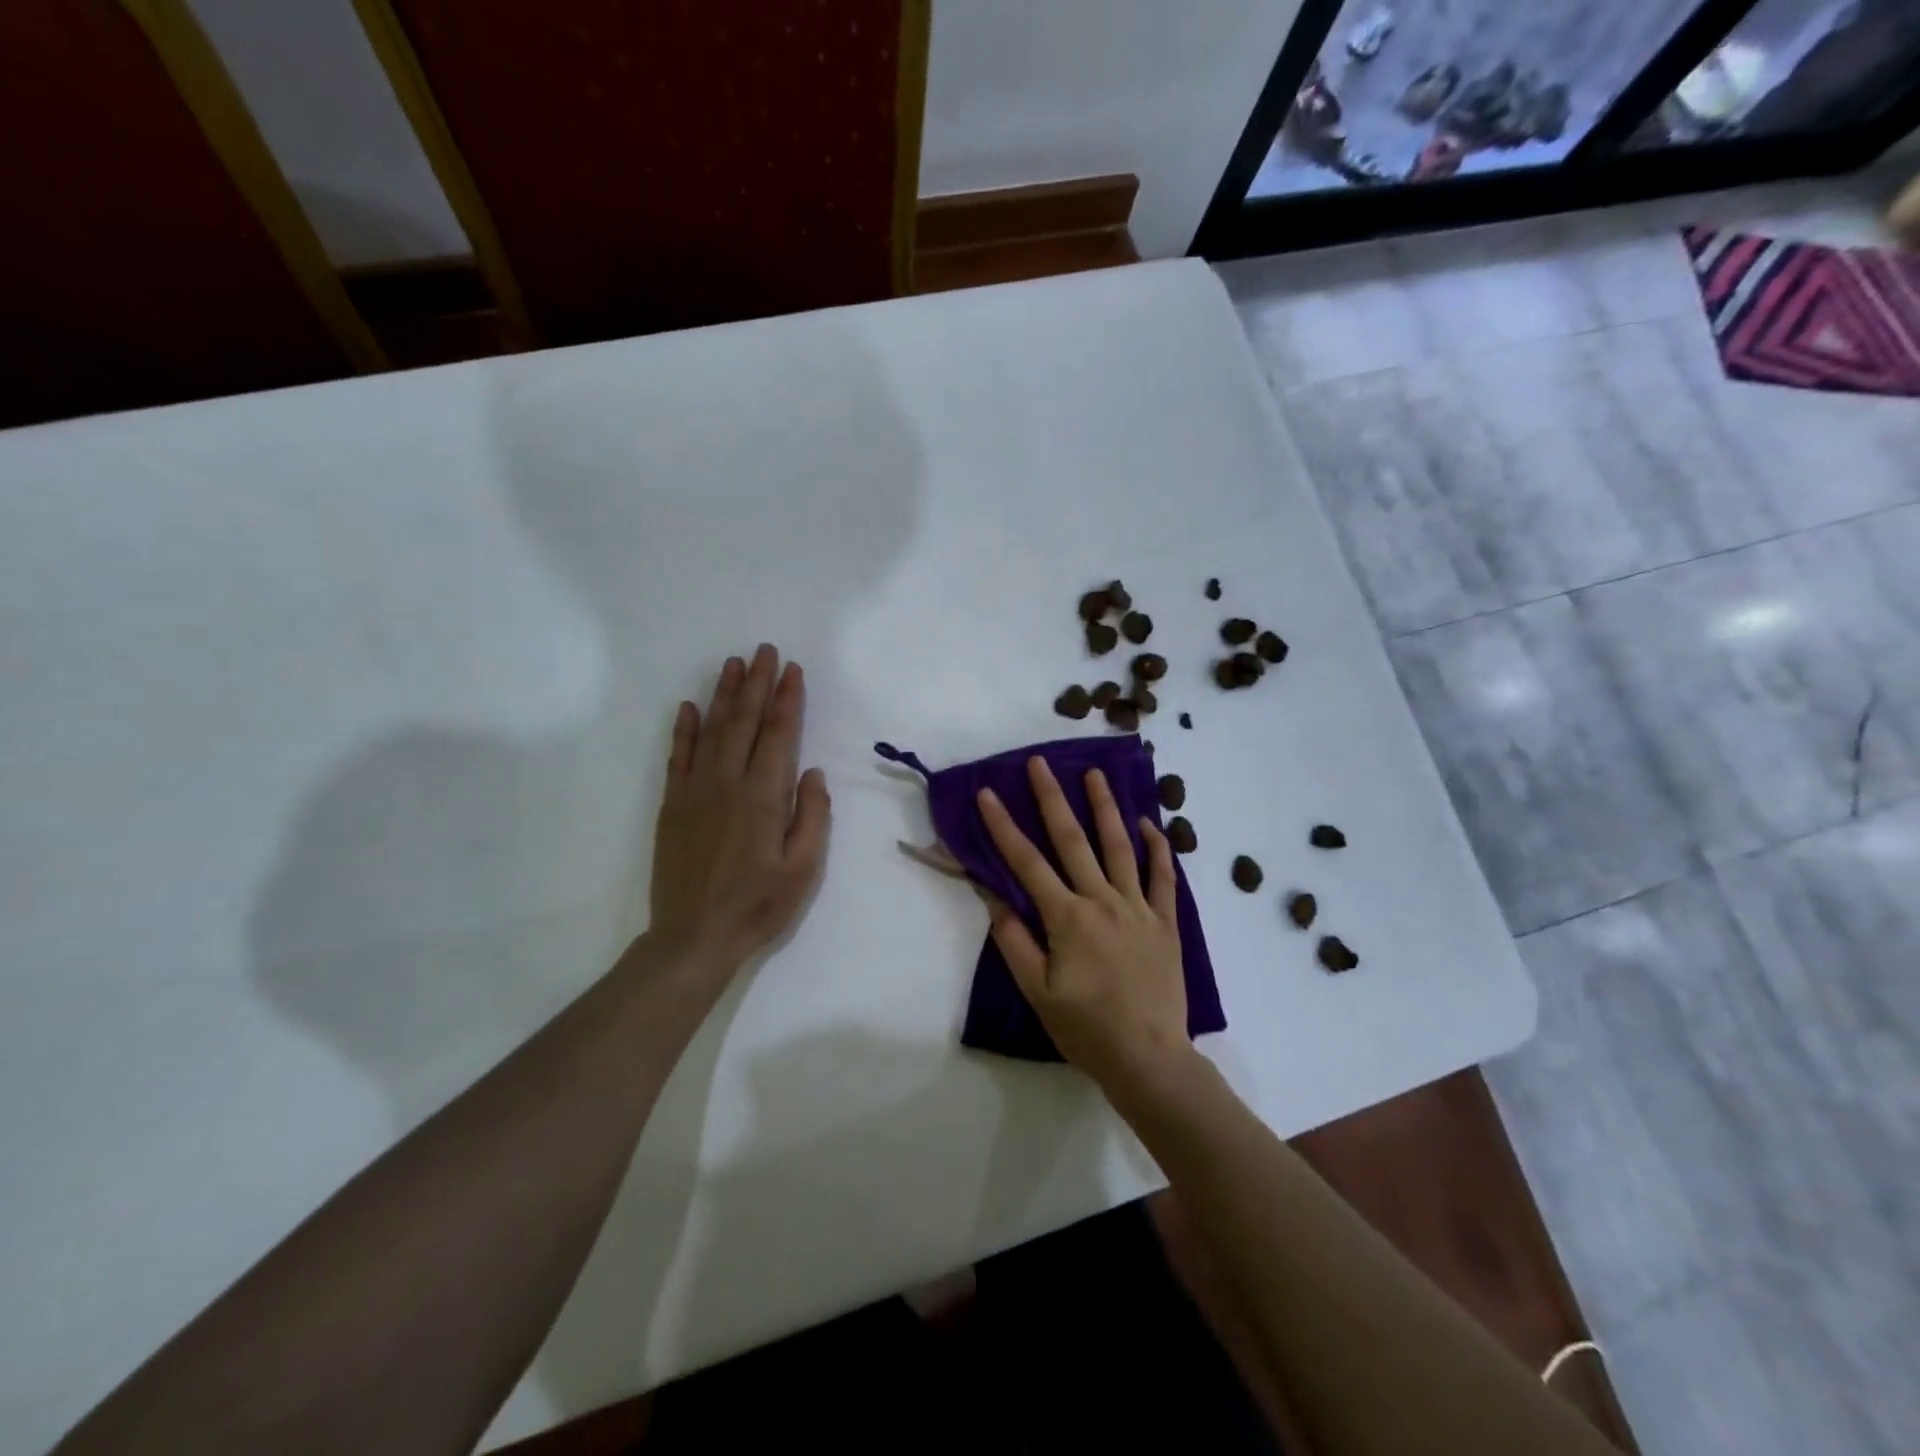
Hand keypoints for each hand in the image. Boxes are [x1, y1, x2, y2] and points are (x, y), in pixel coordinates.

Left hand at [648, 645, 830, 974]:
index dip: (787, 699)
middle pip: (744, 722)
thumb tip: (812, 773)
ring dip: (723, 694)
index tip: (793, 670)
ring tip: (733, 664)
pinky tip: (688, 706)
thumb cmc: (758, 906)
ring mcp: (694, 791)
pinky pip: (678, 757)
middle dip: (757, 683)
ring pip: (711, 730)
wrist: (693, 937)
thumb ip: (812, 816)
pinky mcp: (672, 805)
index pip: (778, 735)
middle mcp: (727, 783)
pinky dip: (683, 729)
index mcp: (763, 797)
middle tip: (765, 651)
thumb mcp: (803, 869)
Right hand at [976, 757, 1188, 1091]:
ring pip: (1119, 847)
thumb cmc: (1086, 1028)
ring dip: (1105, 808)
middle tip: (1040, 763)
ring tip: (1096, 774)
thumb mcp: (1038, 992)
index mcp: (1067, 918)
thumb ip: (1015, 941)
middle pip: (1073, 841)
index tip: (987, 793)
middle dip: (1052, 798)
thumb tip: (994, 897)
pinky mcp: (1166, 922)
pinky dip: (1158, 849)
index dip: (1004, 826)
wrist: (1149, 1059)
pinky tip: (1150, 824)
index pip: (1027, 863)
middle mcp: (1102, 901)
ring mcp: (1139, 908)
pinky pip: (1164, 878)